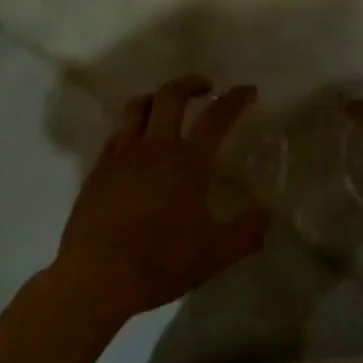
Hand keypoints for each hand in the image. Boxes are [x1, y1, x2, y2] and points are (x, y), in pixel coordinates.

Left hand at [52, 76, 270, 326]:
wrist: (95, 278)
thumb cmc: (159, 263)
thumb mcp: (213, 255)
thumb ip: (245, 233)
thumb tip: (267, 215)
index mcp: (188, 162)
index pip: (217, 118)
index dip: (235, 100)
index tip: (248, 90)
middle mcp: (155, 147)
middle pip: (172, 96)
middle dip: (191, 83)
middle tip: (205, 88)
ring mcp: (122, 154)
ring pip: (139, 105)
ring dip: (158, 97)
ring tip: (167, 105)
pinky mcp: (99, 168)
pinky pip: (118, 130)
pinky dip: (132, 123)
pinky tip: (136, 140)